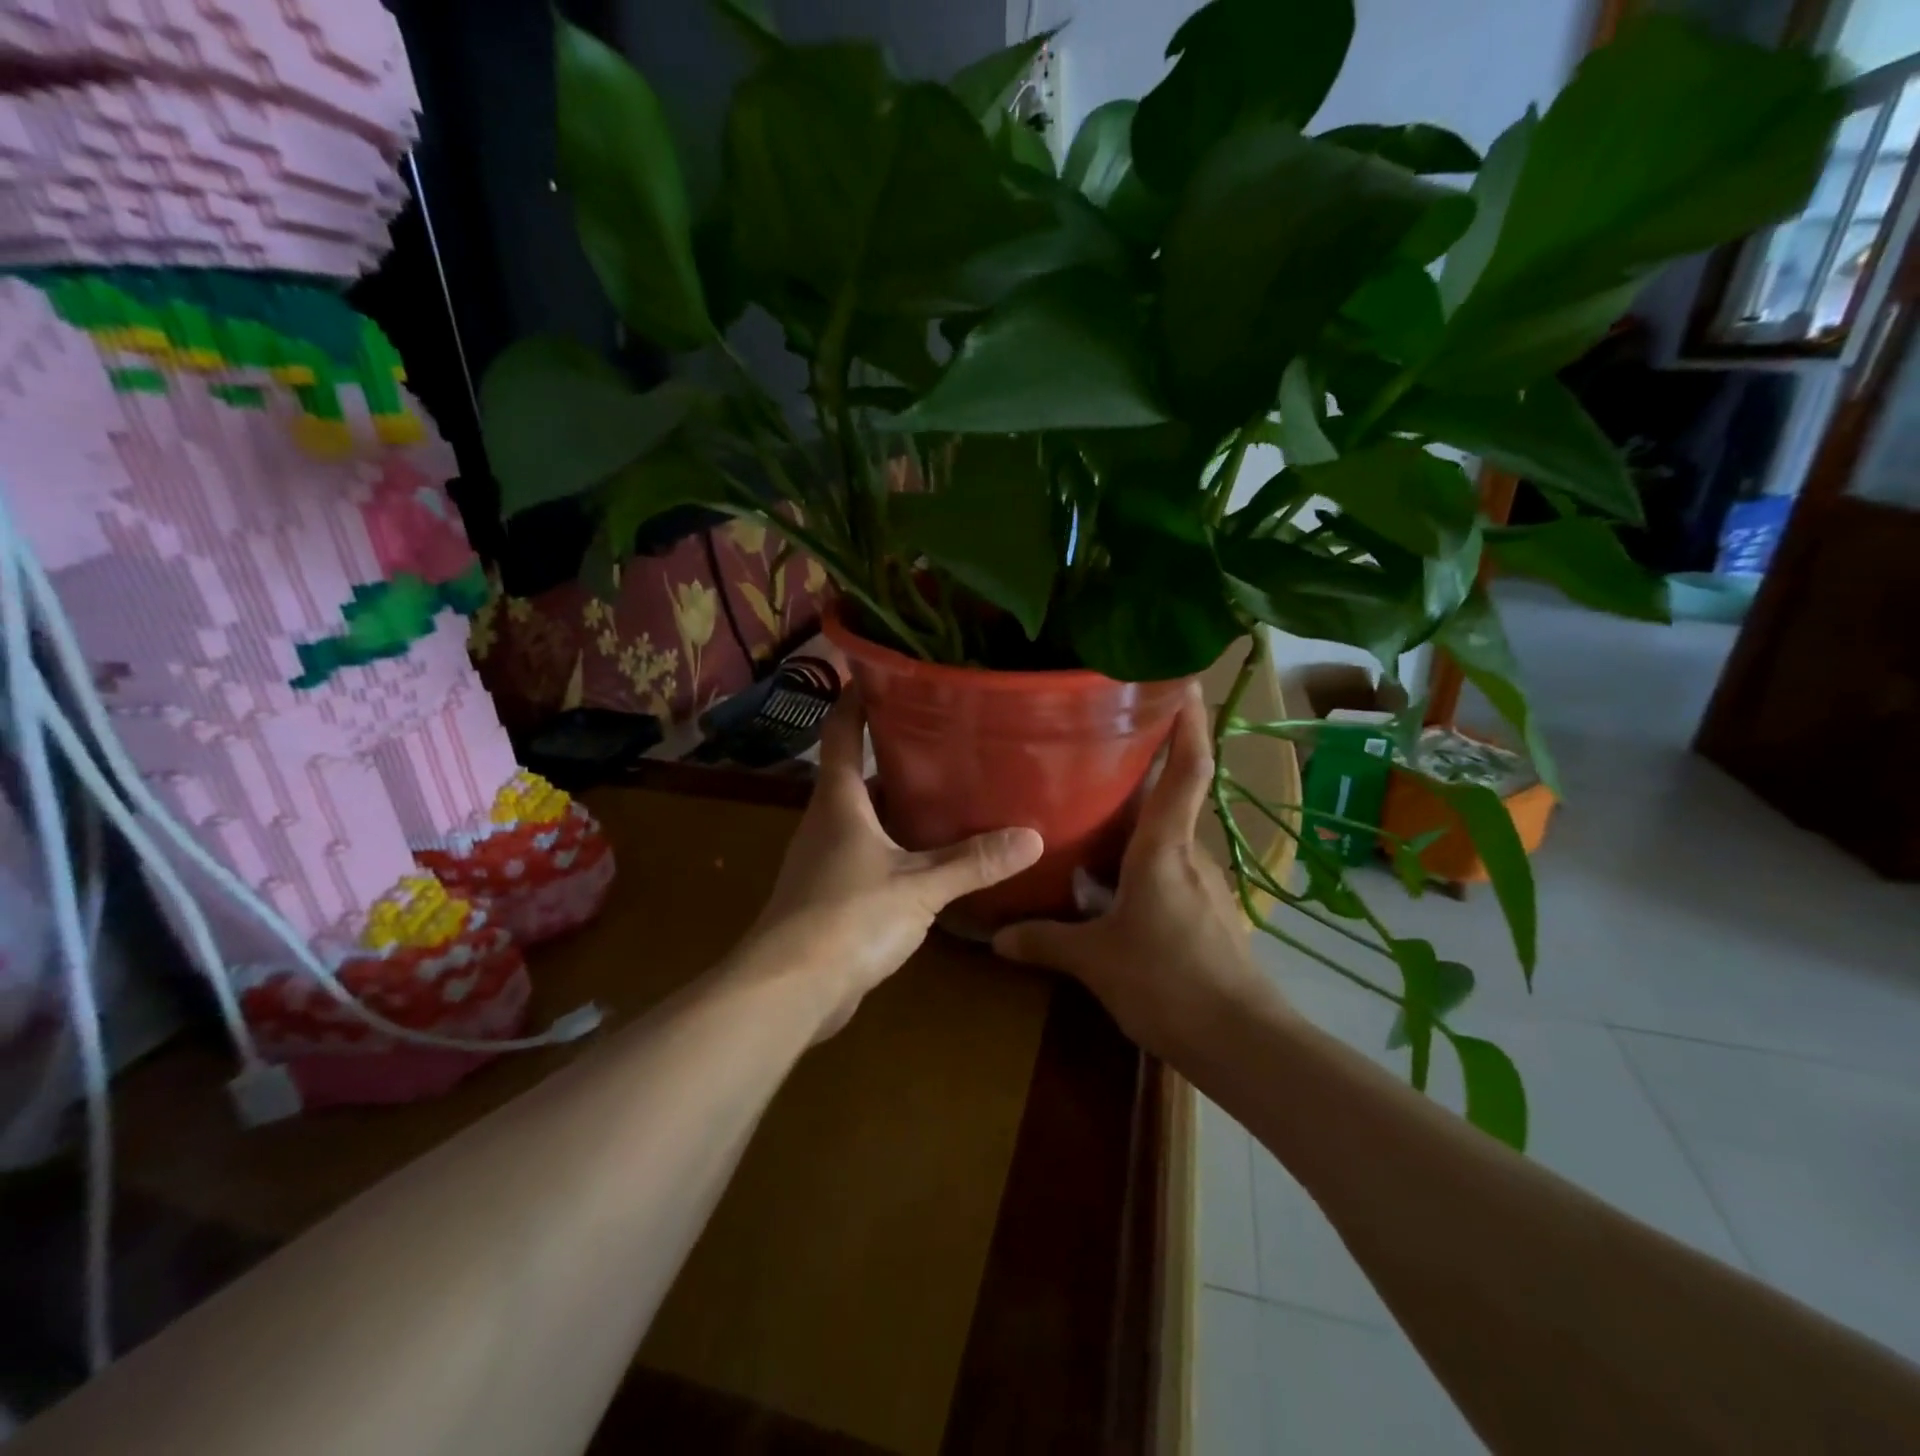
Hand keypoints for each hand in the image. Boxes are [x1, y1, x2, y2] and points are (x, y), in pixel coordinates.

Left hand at [743, 689, 1042, 1036]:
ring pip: (864, 815)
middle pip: (857, 772)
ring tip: (947, 791)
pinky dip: (894, 844)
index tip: (881, 670)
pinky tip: (928, 856)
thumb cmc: (848, 918)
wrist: (789, 990)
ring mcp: (824, 859)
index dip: (856, 698)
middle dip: (894, 752)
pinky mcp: (829, 894)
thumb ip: (974, 861)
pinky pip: (866, 852)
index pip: (841, 731)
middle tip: (943, 736)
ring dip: (898, 802)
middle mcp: (826, 821)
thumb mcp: (920, 887)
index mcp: (839, 801)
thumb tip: (1032, 837)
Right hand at [992, 687, 1277, 1060]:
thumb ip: (1047, 942)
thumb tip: (997, 936)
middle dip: (1144, 769)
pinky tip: (1113, 880)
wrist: (1241, 1041)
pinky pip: (1170, 870)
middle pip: (1171, 798)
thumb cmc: (1168, 981)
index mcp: (1164, 848)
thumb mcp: (1096, 962)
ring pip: (1168, 838)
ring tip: (1093, 811)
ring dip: (1138, 821)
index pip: (1186, 771)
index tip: (1186, 683)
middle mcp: (1189, 855)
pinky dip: (1143, 861)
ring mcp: (1204, 885)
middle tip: (1099, 747)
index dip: (1189, 724)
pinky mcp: (1207, 913)